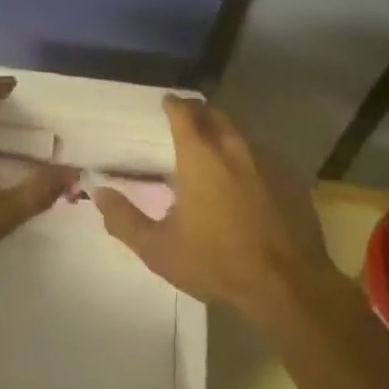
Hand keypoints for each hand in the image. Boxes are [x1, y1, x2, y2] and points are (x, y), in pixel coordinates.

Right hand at [92, 95, 335, 320]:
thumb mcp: (160, 249)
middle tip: (187, 122)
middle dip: (198, 113)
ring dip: (224, 133)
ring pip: (240, 133)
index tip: (166, 103)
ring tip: (214, 150)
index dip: (173, 104)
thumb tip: (98, 194)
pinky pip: (262, 155)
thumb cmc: (217, 262)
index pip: (184, 111)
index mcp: (200, 154)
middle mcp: (233, 145)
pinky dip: (248, 158)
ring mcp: (266, 159)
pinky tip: (246, 180)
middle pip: (214, 114)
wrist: (287, 285)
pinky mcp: (290, 177)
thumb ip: (125, 220)